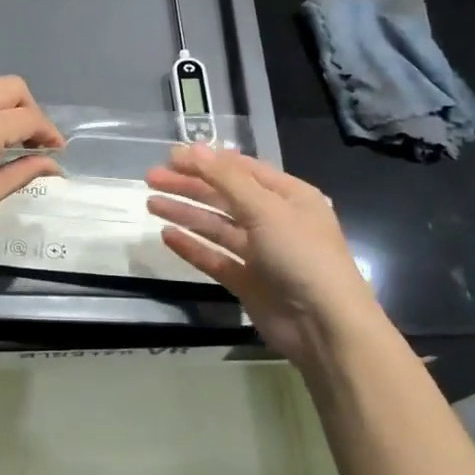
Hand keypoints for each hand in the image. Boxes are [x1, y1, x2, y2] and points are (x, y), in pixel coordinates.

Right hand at [146, 145, 381, 365]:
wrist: (324, 326)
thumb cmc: (302, 255)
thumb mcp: (266, 209)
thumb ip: (226, 178)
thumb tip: (192, 148)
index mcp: (288, 196)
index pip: (240, 169)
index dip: (205, 161)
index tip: (170, 156)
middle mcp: (274, 219)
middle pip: (224, 195)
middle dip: (188, 185)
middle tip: (150, 178)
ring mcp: (260, 252)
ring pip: (215, 226)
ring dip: (185, 213)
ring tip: (151, 203)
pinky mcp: (247, 281)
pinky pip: (214, 258)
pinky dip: (192, 246)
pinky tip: (167, 236)